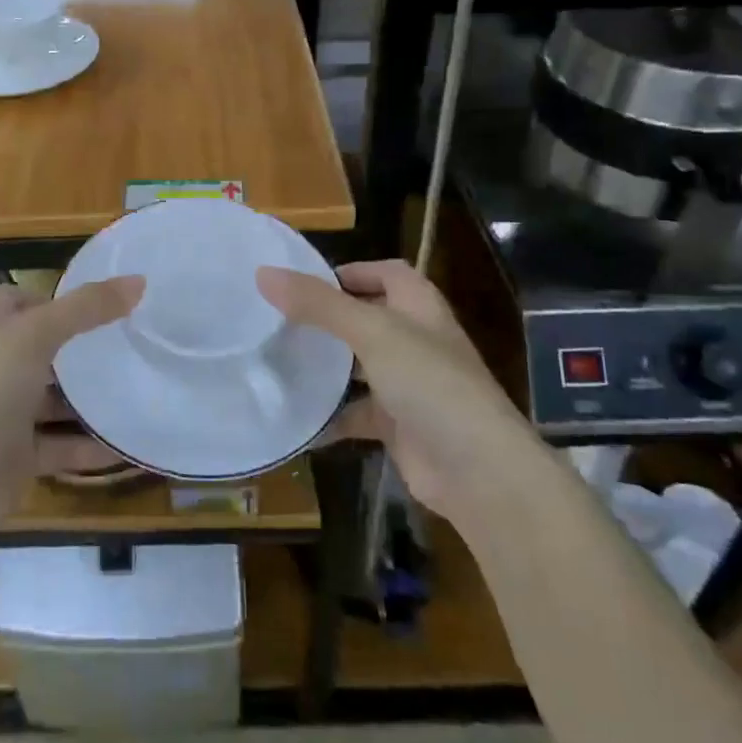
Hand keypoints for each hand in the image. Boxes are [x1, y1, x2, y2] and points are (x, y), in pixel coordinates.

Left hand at [0, 277, 141, 527]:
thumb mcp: (36, 335)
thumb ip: (86, 307)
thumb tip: (138, 280)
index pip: (22, 300)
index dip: (56, 298)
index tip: (101, 302)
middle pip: (46, 349)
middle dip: (84, 348)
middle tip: (134, 344)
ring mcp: (6, 412)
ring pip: (57, 399)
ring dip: (92, 399)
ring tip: (142, 389)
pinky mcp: (19, 455)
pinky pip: (63, 444)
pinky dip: (92, 446)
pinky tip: (130, 444)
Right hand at [259, 260, 518, 518]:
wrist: (478, 471)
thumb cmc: (430, 383)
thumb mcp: (371, 332)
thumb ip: (319, 304)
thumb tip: (263, 273)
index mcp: (419, 307)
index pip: (387, 272)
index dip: (352, 271)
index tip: (305, 280)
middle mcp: (416, 340)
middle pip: (367, 317)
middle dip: (329, 317)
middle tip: (278, 319)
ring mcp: (409, 385)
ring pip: (359, 365)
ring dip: (327, 365)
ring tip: (277, 360)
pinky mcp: (399, 425)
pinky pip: (357, 413)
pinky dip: (331, 415)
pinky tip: (298, 417)